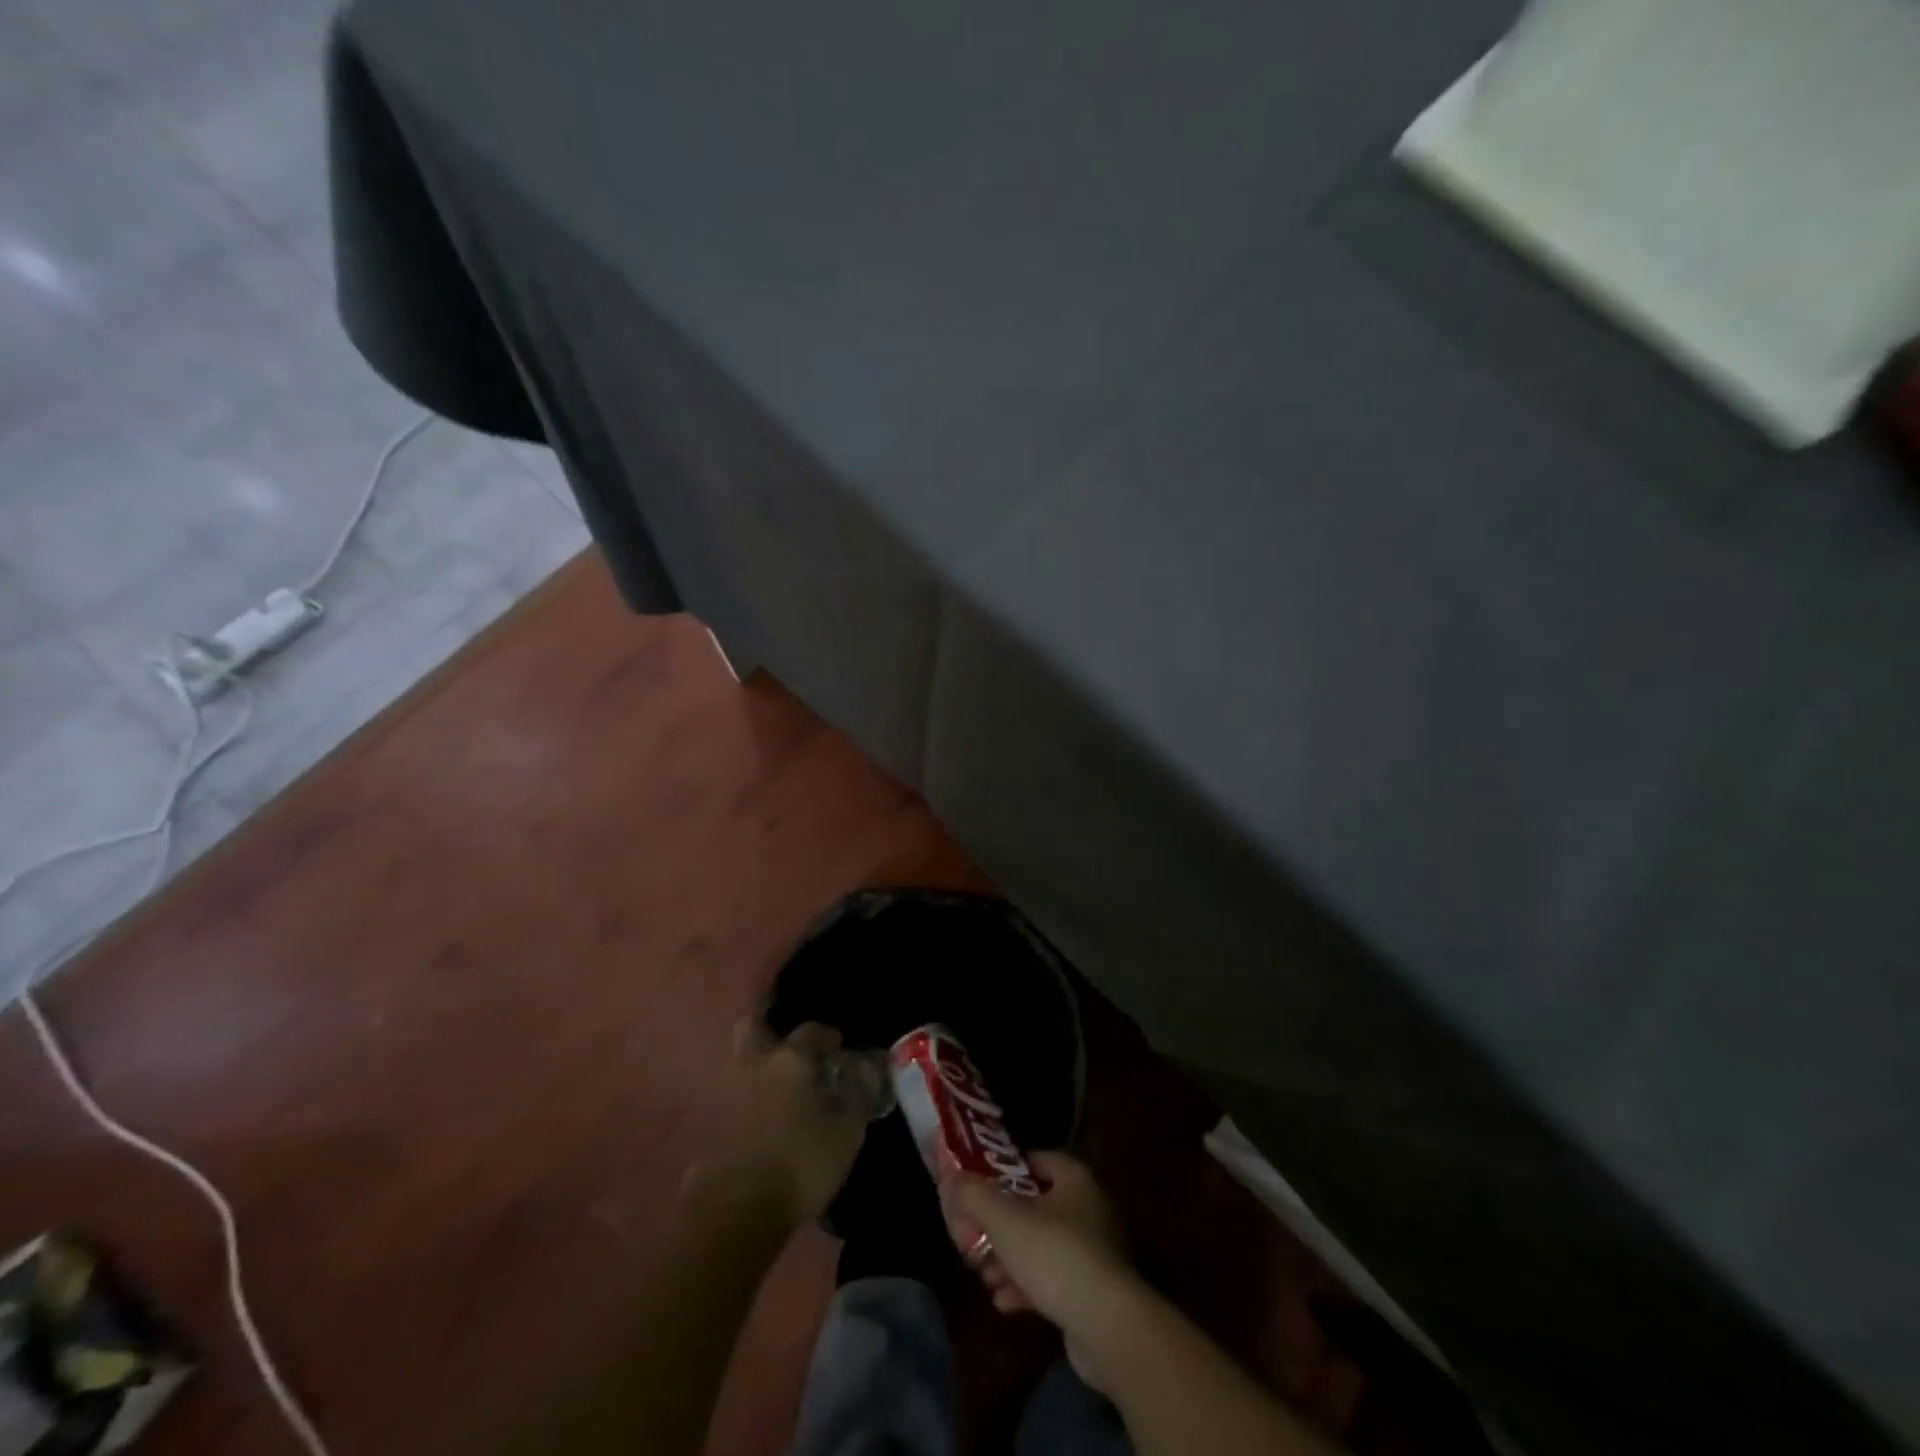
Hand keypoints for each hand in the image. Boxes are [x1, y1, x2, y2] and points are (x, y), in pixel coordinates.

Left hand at [690, 1019, 868, 1228]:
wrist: (740, 1211)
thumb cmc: (802, 1164)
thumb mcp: (847, 1135)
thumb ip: (854, 1102)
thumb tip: (855, 1083)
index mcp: (790, 1061)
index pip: (809, 1032)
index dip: (825, 1035)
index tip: (836, 1045)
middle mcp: (754, 1066)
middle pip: (750, 1028)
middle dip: (768, 1032)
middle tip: (788, 1053)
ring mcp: (726, 1094)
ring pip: (736, 1064)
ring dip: (753, 1069)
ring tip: (775, 1091)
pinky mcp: (708, 1126)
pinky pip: (728, 1100)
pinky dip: (742, 1104)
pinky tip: (758, 1122)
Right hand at [947, 1152, 1143, 1389]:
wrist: (1109, 1327)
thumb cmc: (1055, 1255)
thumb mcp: (1005, 1220)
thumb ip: (973, 1195)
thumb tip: (949, 1178)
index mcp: (1074, 1178)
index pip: (1035, 1159)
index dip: (1005, 1169)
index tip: (978, 1185)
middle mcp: (1089, 1207)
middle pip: (1035, 1206)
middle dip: (1001, 1225)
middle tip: (974, 1239)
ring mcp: (1095, 1251)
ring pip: (1041, 1245)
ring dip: (1010, 1259)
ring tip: (985, 1277)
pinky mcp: (1094, 1291)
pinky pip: (1054, 1278)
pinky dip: (1028, 1286)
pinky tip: (1004, 1303)